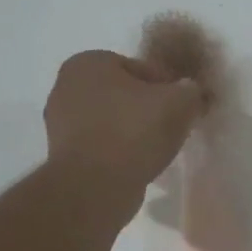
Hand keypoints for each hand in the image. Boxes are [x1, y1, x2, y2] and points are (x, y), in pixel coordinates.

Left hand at [44, 50, 203, 197]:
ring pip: (112, 122)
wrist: (93, 188)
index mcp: (88, 63)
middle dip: (147, 108)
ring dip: (134, 132)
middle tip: (173, 127)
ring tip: (158, 150)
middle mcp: (66, 87)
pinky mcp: (63, 156)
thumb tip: (191, 93)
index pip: (140, 68)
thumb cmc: (133, 132)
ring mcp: (60, 124)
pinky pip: (102, 146)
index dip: (167, 86)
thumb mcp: (179, 103)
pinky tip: (138, 165)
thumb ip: (191, 91)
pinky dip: (119, 152)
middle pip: (124, 95)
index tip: (183, 107)